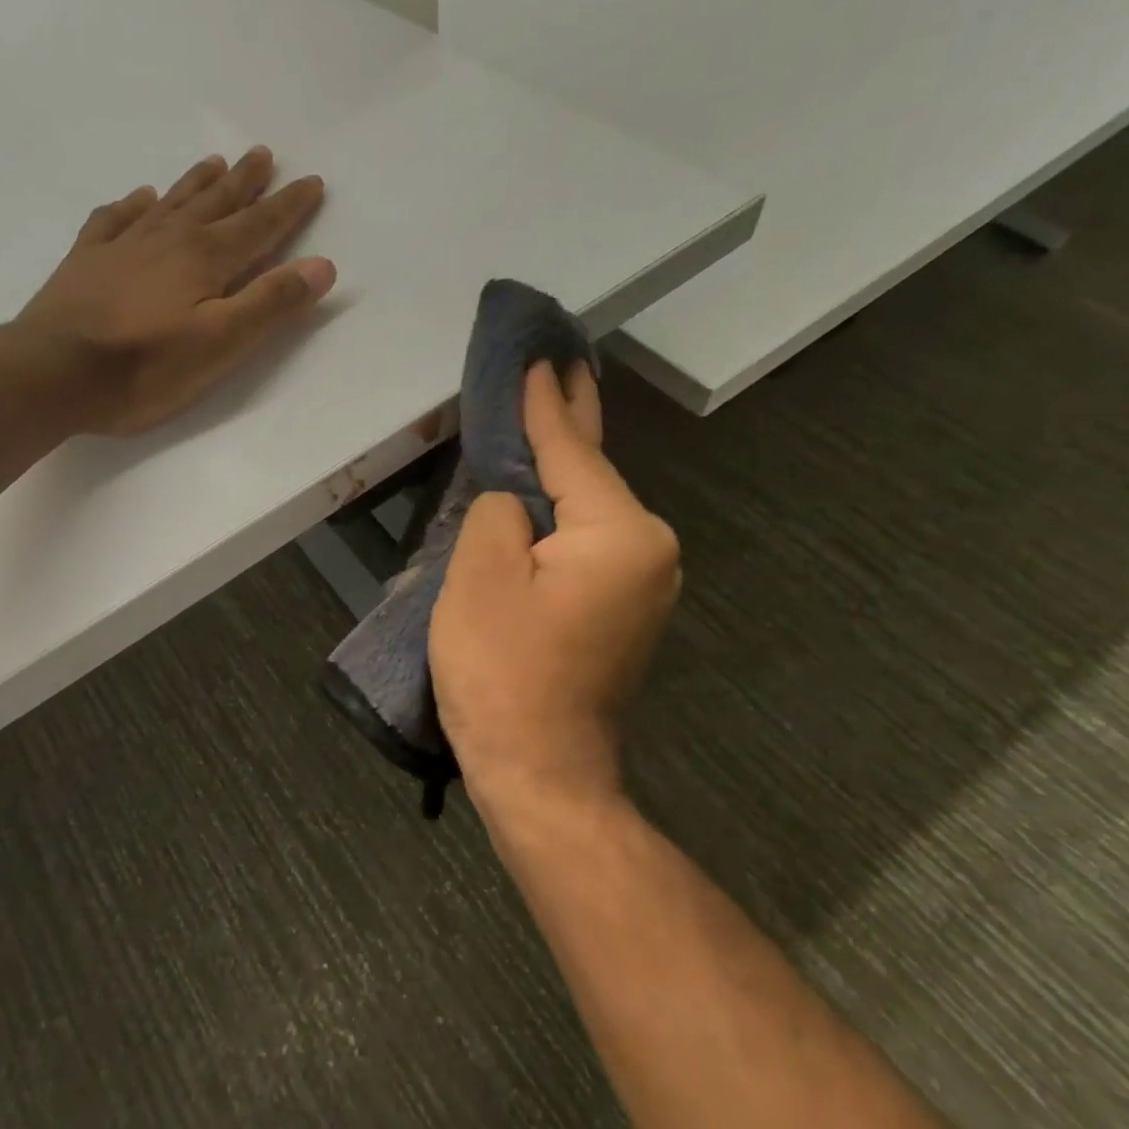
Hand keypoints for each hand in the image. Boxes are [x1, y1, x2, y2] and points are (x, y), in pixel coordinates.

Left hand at [18, 148, 333, 434]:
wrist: (51, 374)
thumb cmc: (144, 368)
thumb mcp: (220, 345)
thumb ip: (270, 304)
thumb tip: (322, 265)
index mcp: (205, 260)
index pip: (258, 227)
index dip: (288, 207)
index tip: (312, 182)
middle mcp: (167, 240)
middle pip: (215, 204)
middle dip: (245, 182)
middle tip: (263, 153)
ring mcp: (123, 247)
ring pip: (169, 203)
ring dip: (196, 183)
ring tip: (215, 162)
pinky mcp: (86, 262)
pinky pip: (115, 219)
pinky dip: (132, 205)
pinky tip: (139, 197)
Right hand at [429, 362, 681, 818]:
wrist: (540, 771)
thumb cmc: (502, 671)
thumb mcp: (480, 574)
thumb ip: (498, 510)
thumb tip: (516, 502)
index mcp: (619, 533)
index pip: (570, 451)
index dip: (542, 404)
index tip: (537, 356)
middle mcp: (648, 550)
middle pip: (593, 473)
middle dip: (570, 421)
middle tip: (560, 366)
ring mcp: (642, 583)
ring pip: (589, 510)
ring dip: (561, 470)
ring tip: (544, 417)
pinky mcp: (622, 610)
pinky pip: (587, 543)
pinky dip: (562, 514)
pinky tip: (544, 494)